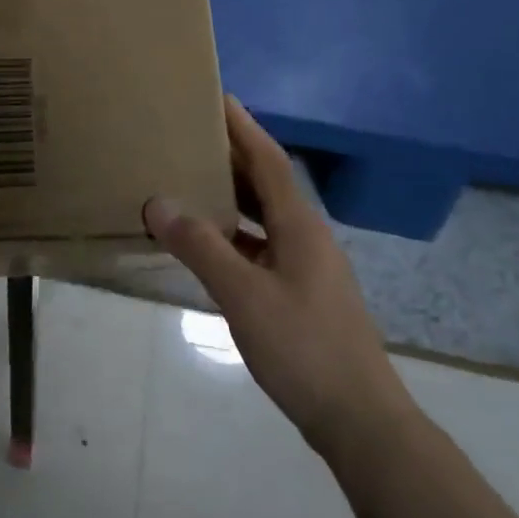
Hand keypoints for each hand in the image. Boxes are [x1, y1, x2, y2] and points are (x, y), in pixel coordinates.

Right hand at [143, 99, 412, 458]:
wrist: (361, 420)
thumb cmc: (304, 348)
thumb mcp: (243, 295)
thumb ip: (200, 247)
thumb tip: (158, 203)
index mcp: (299, 225)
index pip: (268, 159)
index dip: (243, 126)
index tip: (217, 96)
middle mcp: (306, 236)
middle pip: (266, 183)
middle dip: (232, 156)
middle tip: (191, 134)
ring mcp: (306, 266)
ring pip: (263, 216)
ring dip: (231, 196)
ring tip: (191, 180)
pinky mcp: (301, 293)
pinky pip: (261, 246)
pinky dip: (234, 235)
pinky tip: (208, 244)